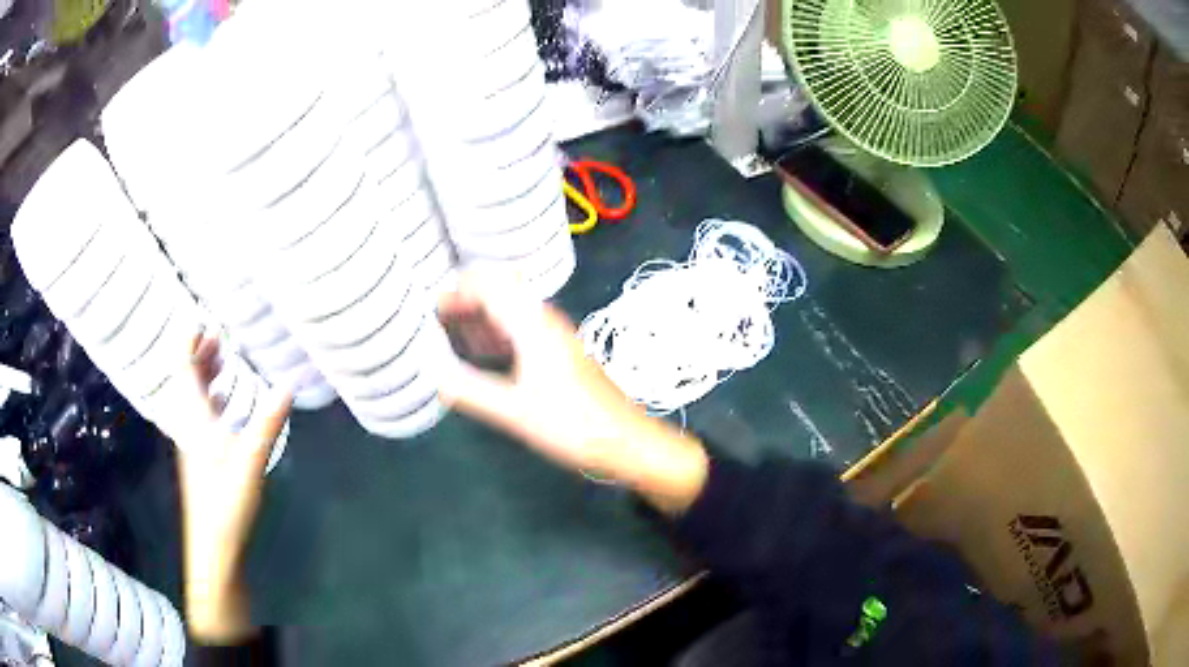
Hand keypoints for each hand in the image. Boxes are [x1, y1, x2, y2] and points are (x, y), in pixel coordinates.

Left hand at [175, 333, 290, 642]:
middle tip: (218, 334)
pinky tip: (226, 403)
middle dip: (199, 353)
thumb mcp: (250, 460)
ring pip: (194, 398)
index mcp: (194, 418)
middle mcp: (189, 424)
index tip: (200, 318)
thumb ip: (267, 421)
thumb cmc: (225, 501)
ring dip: (204, 374)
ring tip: (222, 358)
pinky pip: (201, 415)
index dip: (188, 341)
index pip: (184, 368)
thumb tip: (289, 384)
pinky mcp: (200, 458)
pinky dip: (211, 398)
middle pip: (187, 379)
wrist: (213, 547)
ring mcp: (193, 442)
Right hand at [437, 275, 708, 514]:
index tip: (432, 309)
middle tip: (437, 322)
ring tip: (452, 336)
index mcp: (533, 324)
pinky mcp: (561, 354)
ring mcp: (556, 336)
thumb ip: (472, 391)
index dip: (458, 290)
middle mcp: (545, 321)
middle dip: (467, 300)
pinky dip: (497, 335)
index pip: (491, 284)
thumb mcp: (515, 412)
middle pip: (501, 292)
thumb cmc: (573, 425)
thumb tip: (433, 375)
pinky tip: (484, 355)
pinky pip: (522, 330)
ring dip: (481, 317)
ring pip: (512, 311)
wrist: (626, 442)